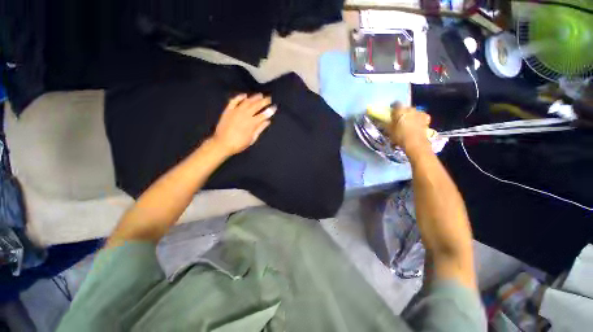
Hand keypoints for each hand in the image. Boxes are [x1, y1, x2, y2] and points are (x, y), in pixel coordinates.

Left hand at [211, 94, 275, 155]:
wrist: (222, 143)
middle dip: (264, 101)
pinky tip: (245, 95)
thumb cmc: (239, 143)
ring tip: (260, 95)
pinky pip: (234, 101)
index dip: (270, 110)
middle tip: (269, 98)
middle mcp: (245, 114)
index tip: (274, 106)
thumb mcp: (252, 138)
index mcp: (252, 123)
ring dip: (254, 97)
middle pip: (256, 105)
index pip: (264, 114)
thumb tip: (267, 121)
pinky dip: (239, 97)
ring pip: (247, 101)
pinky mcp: (228, 110)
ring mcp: (236, 111)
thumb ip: (260, 129)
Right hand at [388, 104, 431, 151]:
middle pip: (405, 107)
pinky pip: (420, 115)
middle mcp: (410, 109)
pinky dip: (418, 118)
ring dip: (410, 115)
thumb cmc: (399, 136)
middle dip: (402, 112)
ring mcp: (419, 112)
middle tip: (398, 119)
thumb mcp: (389, 131)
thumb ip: (386, 123)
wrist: (415, 143)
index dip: (393, 107)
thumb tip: (382, 120)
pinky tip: (416, 123)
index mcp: (400, 110)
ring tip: (407, 122)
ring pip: (413, 111)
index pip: (395, 104)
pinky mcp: (426, 118)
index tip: (391, 112)